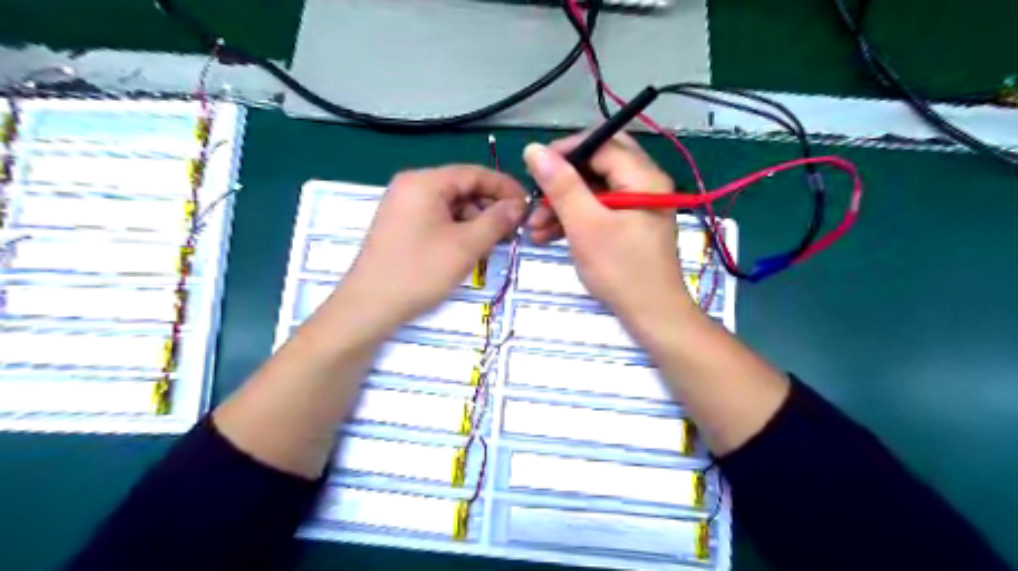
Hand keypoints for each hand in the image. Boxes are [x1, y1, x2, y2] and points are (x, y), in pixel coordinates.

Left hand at [343, 162, 532, 326]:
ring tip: (494, 242)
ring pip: (451, 204)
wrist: (369, 306)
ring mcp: (403, 205)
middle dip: (490, 206)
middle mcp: (412, 186)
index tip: (528, 205)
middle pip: (462, 187)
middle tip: (514, 228)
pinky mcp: (401, 225)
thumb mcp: (466, 246)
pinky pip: (437, 218)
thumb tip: (519, 205)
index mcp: (425, 182)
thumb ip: (497, 221)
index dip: (505, 187)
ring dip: (476, 220)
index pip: (474, 173)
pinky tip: (471, 248)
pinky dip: (458, 229)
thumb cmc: (419, 271)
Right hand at [526, 132, 692, 321]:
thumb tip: (534, 149)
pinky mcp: (629, 225)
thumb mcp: (586, 225)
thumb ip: (561, 185)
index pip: (601, 144)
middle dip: (561, 182)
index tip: (534, 169)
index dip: (564, 152)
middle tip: (536, 198)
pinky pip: (598, 210)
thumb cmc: (621, 270)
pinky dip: (574, 219)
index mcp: (642, 176)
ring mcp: (637, 206)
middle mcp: (644, 184)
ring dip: (563, 205)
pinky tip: (549, 235)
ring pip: (594, 190)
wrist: (652, 316)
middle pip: (596, 166)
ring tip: (534, 228)